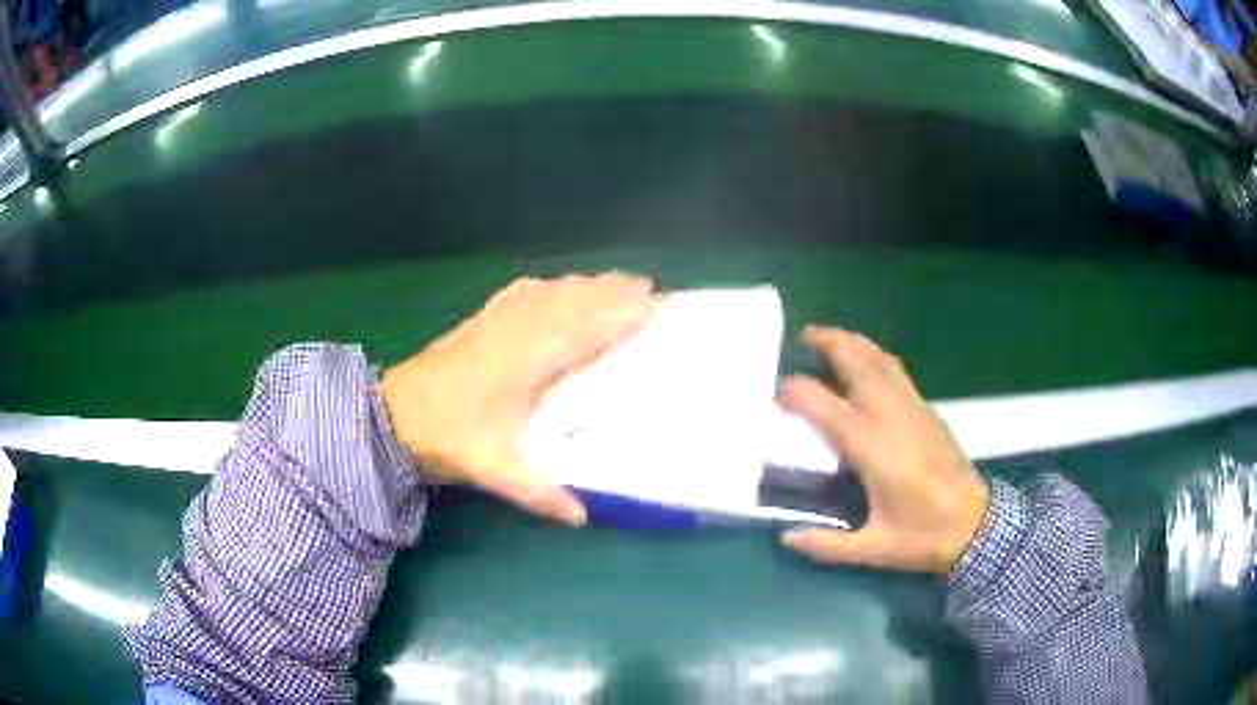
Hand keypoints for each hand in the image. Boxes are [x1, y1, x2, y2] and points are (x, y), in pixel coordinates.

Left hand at [380, 273, 656, 524]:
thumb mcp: (491, 470)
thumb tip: (582, 516)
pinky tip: (551, 286)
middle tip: (646, 286)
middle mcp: (513, 333)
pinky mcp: (476, 323)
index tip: (651, 303)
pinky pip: (519, 293)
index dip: (617, 315)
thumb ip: (538, 492)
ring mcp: (492, 323)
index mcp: (523, 362)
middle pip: (569, 302)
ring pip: (547, 293)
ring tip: (612, 281)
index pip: (580, 330)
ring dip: (582, 285)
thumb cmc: (444, 438)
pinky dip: (546, 286)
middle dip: (609, 291)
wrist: (388, 417)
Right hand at [777, 326, 989, 573]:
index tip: (776, 394)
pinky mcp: (928, 410)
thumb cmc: (923, 537)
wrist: (976, 525)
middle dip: (830, 341)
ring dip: (854, 343)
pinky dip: (875, 357)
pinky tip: (867, 367)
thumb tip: (786, 538)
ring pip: (881, 359)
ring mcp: (912, 408)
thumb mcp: (873, 549)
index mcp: (870, 447)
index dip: (795, 392)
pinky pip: (896, 371)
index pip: (822, 404)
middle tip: (806, 336)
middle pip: (858, 361)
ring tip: (832, 341)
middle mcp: (890, 416)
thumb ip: (826, 546)